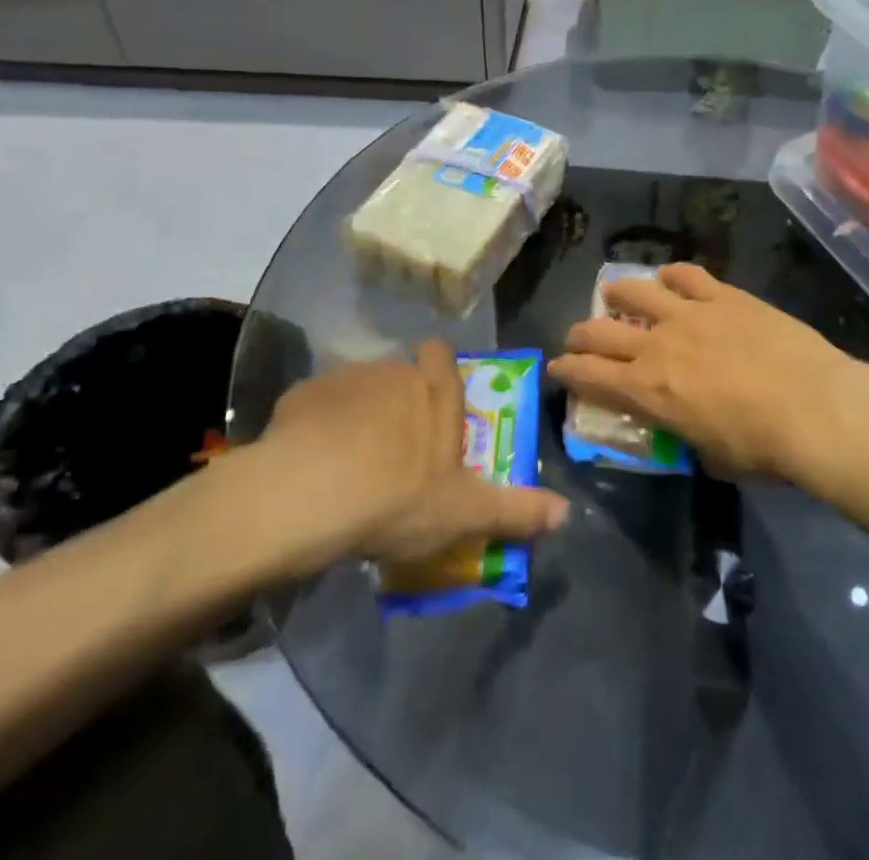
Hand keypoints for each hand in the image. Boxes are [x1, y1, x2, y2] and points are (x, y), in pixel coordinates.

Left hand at [252, 340, 567, 567]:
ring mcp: (345, 379)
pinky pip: (315, 405)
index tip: (433, 403)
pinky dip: (315, 427)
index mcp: (435, 392)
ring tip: (346, 462)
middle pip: (398, 375)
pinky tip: (308, 463)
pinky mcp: (301, 394)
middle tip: (391, 451)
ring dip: (355, 415)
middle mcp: (394, 372)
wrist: (310, 495)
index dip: (437, 372)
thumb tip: (567, 512)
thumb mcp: (465, 513)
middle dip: (396, 402)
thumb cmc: (399, 497)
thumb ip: (516, 510)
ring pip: (357, 389)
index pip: (440, 355)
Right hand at [552, 264, 868, 484]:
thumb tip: (687, 427)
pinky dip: (672, 276)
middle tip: (580, 339)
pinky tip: (671, 279)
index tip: (558, 368)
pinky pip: (686, 275)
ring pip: (634, 290)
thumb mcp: (711, 457)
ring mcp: (688, 313)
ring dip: (617, 295)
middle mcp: (655, 345)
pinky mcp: (722, 295)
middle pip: (599, 330)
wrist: (813, 407)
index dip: (565, 370)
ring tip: (615, 296)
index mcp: (646, 390)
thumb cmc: (761, 447)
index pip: (587, 375)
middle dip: (580, 335)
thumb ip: (686, 434)